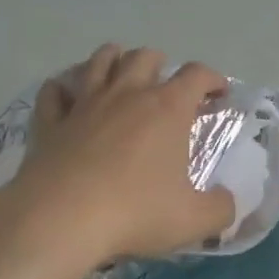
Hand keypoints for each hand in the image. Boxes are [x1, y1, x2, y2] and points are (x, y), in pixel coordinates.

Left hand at [0, 45, 236, 278]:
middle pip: (145, 56)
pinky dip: (63, 88)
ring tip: (121, 72)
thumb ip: (221, 208)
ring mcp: (85, 105)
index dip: (213, 79)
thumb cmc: (134, 213)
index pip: (197, 75)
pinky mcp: (50, 122)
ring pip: (100, 61)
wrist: (59, 221)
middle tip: (167, 86)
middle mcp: (128, 95)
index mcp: (168, 108)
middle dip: (161, 64)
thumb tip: (227, 202)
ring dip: (114, 60)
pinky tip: (67, 96)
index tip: (219, 94)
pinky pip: (54, 92)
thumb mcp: (193, 220)